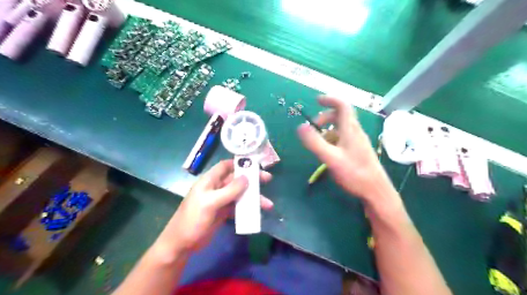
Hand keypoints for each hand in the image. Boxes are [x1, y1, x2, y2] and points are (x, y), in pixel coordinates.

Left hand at [155, 160, 270, 253]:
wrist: (182, 243)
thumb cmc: (193, 219)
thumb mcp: (210, 203)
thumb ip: (229, 190)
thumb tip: (247, 178)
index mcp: (210, 181)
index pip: (226, 166)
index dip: (239, 163)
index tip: (255, 164)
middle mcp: (216, 188)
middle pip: (236, 179)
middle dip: (252, 179)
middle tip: (267, 179)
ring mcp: (220, 200)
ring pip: (240, 194)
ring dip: (253, 197)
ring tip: (268, 204)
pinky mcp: (223, 212)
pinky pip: (238, 207)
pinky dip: (248, 208)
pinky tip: (257, 212)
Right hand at [298, 96, 397, 203]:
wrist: (376, 190)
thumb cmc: (354, 174)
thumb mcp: (331, 158)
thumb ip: (315, 142)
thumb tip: (300, 126)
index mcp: (350, 129)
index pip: (342, 105)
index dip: (330, 99)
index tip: (316, 100)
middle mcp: (355, 131)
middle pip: (340, 115)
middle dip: (324, 117)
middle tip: (313, 127)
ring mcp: (358, 141)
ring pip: (341, 127)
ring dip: (328, 129)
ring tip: (318, 141)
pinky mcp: (358, 149)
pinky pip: (343, 137)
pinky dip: (333, 138)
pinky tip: (328, 151)